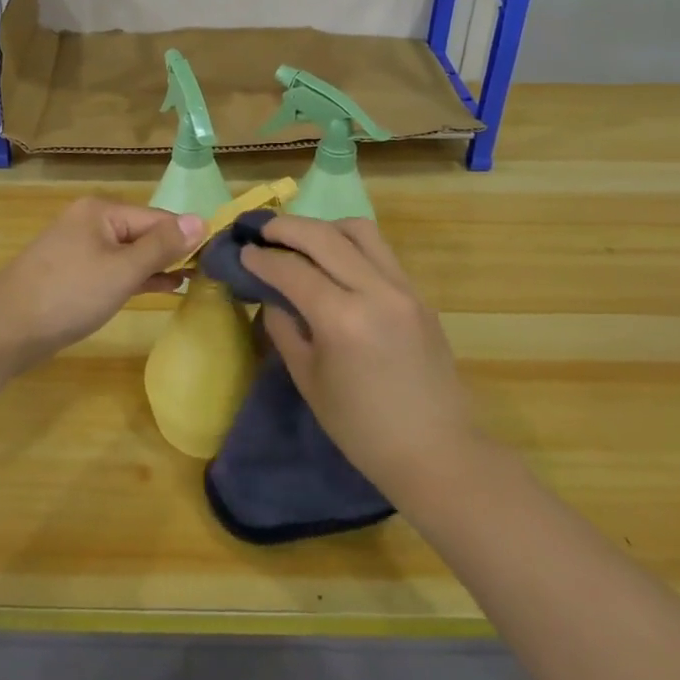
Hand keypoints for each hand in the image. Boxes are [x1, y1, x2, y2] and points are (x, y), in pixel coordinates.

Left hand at [0, 198, 203, 370]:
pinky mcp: (72, 273)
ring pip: (129, 252)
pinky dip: (136, 277)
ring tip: (192, 281)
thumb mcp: (122, 270)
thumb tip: (201, 219)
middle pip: (143, 232)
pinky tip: (161, 288)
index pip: (158, 218)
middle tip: (208, 274)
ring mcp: (78, 248)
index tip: (217, 257)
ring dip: (157, 266)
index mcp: (102, 211)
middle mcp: (90, 222)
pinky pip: (113, 268)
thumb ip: (162, 246)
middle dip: (172, 252)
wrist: (3, 330)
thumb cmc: (68, 294)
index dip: (186, 237)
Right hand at [242, 216, 476, 503]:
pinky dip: (351, 245)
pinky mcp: (419, 294)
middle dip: (286, 227)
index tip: (242, 252)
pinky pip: (380, 252)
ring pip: (359, 231)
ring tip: (302, 240)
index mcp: (342, 319)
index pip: (292, 270)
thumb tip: (272, 296)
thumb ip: (285, 329)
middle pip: (324, 236)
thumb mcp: (309, 381)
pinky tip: (335, 261)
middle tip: (262, 230)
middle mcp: (375, 291)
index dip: (261, 259)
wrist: (437, 452)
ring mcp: (403, 288)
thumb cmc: (362, 429)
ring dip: (324, 228)